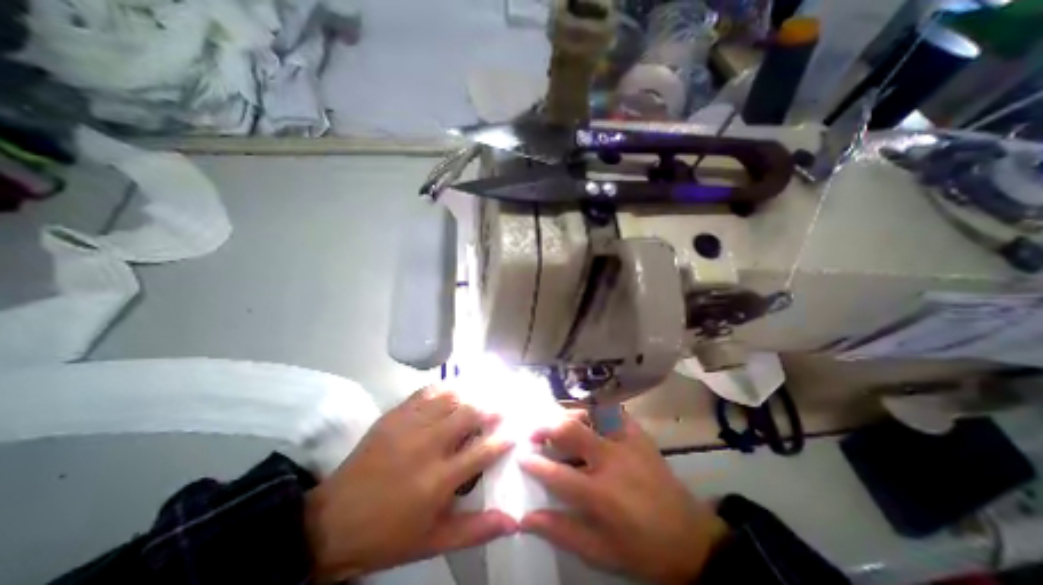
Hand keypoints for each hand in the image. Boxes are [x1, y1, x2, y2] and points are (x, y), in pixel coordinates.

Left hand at [307, 387, 515, 583]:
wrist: (333, 522)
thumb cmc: (388, 534)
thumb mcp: (434, 540)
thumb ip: (476, 530)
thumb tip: (513, 520)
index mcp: (439, 480)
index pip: (483, 451)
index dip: (503, 439)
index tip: (515, 432)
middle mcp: (428, 446)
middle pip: (469, 414)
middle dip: (492, 408)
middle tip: (502, 407)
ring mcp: (409, 426)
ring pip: (450, 398)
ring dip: (471, 394)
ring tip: (483, 394)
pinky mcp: (395, 415)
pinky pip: (426, 392)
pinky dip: (445, 387)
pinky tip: (454, 388)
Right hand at [518, 413, 726, 581]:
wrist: (690, 537)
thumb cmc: (642, 548)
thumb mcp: (600, 551)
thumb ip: (561, 531)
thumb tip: (526, 518)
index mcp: (601, 494)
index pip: (557, 473)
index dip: (534, 463)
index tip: (522, 456)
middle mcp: (612, 460)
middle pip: (570, 430)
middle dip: (546, 427)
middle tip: (534, 432)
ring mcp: (627, 442)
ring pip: (590, 413)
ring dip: (569, 415)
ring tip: (559, 423)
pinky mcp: (639, 434)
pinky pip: (612, 412)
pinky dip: (596, 412)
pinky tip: (590, 419)